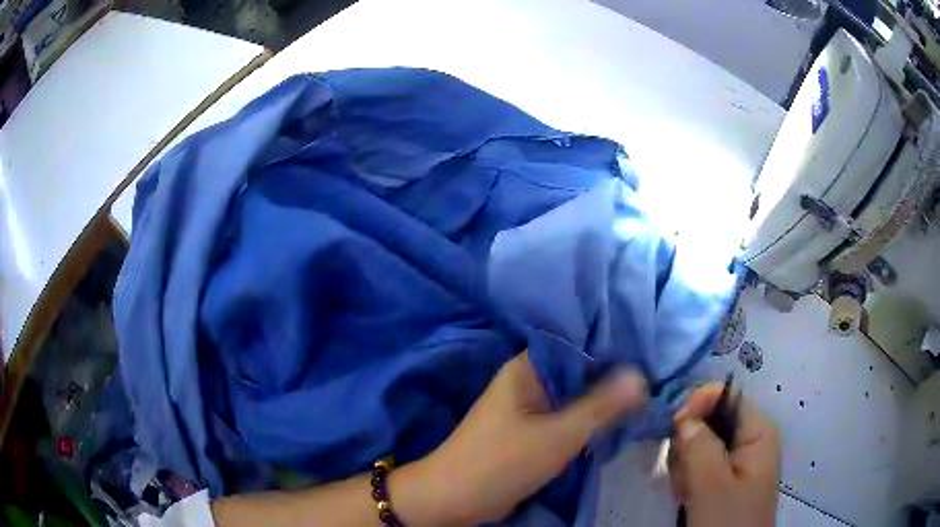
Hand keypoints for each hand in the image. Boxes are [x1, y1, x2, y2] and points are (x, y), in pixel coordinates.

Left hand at [400, 351, 646, 525]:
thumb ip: (601, 405)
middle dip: (611, 375)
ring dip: (600, 398)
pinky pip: (563, 415)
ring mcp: (526, 406)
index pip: (577, 342)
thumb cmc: (504, 462)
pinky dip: (586, 417)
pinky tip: (614, 418)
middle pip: (577, 369)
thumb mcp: (559, 434)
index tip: (648, 349)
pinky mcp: (528, 430)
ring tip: (643, 392)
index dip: (612, 345)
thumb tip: (640, 375)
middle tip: (653, 373)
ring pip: (572, 395)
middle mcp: (526, 380)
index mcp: (527, 367)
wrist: (455, 499)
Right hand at [668, 384, 780, 526]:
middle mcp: (749, 440)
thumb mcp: (713, 487)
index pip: (728, 397)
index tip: (675, 424)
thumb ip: (699, 447)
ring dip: (685, 465)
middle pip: (710, 420)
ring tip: (686, 491)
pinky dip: (686, 478)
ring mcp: (735, 461)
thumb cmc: (728, 521)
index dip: (700, 403)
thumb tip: (682, 415)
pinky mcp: (722, 479)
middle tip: (684, 473)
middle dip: (689, 444)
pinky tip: (686, 496)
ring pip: (699, 444)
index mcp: (758, 432)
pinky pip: (698, 465)